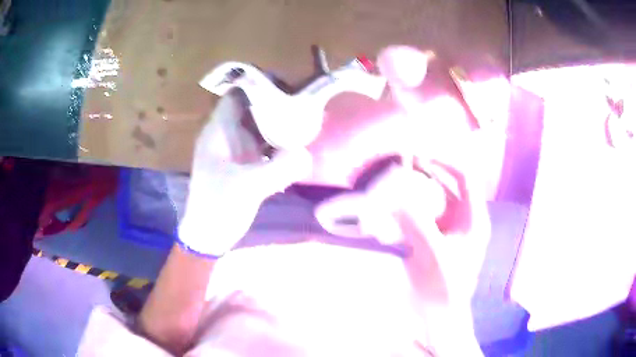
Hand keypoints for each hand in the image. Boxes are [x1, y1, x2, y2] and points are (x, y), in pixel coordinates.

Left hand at [178, 90, 311, 256]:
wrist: (208, 234)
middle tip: (302, 101)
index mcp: (218, 132)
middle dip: (274, 102)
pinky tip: (294, 144)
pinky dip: (276, 142)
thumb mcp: (248, 188)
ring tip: (303, 118)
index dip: (258, 86)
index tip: (286, 85)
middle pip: (250, 108)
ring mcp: (233, 149)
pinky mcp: (241, 164)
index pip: (236, 95)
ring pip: (256, 126)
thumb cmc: (218, 207)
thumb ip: (278, 170)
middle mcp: (225, 135)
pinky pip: (261, 144)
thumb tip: (307, 154)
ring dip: (277, 122)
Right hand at [315, 46, 495, 302]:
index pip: (464, 175)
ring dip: (412, 189)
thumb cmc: (444, 289)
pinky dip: (405, 208)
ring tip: (389, 180)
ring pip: (431, 198)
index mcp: (473, 218)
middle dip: (423, 171)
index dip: (443, 159)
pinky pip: (421, 215)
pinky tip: (388, 208)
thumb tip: (391, 188)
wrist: (439, 318)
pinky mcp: (433, 240)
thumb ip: (414, 220)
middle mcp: (463, 218)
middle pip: (446, 183)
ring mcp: (448, 229)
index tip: (417, 151)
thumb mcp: (432, 253)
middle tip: (397, 162)